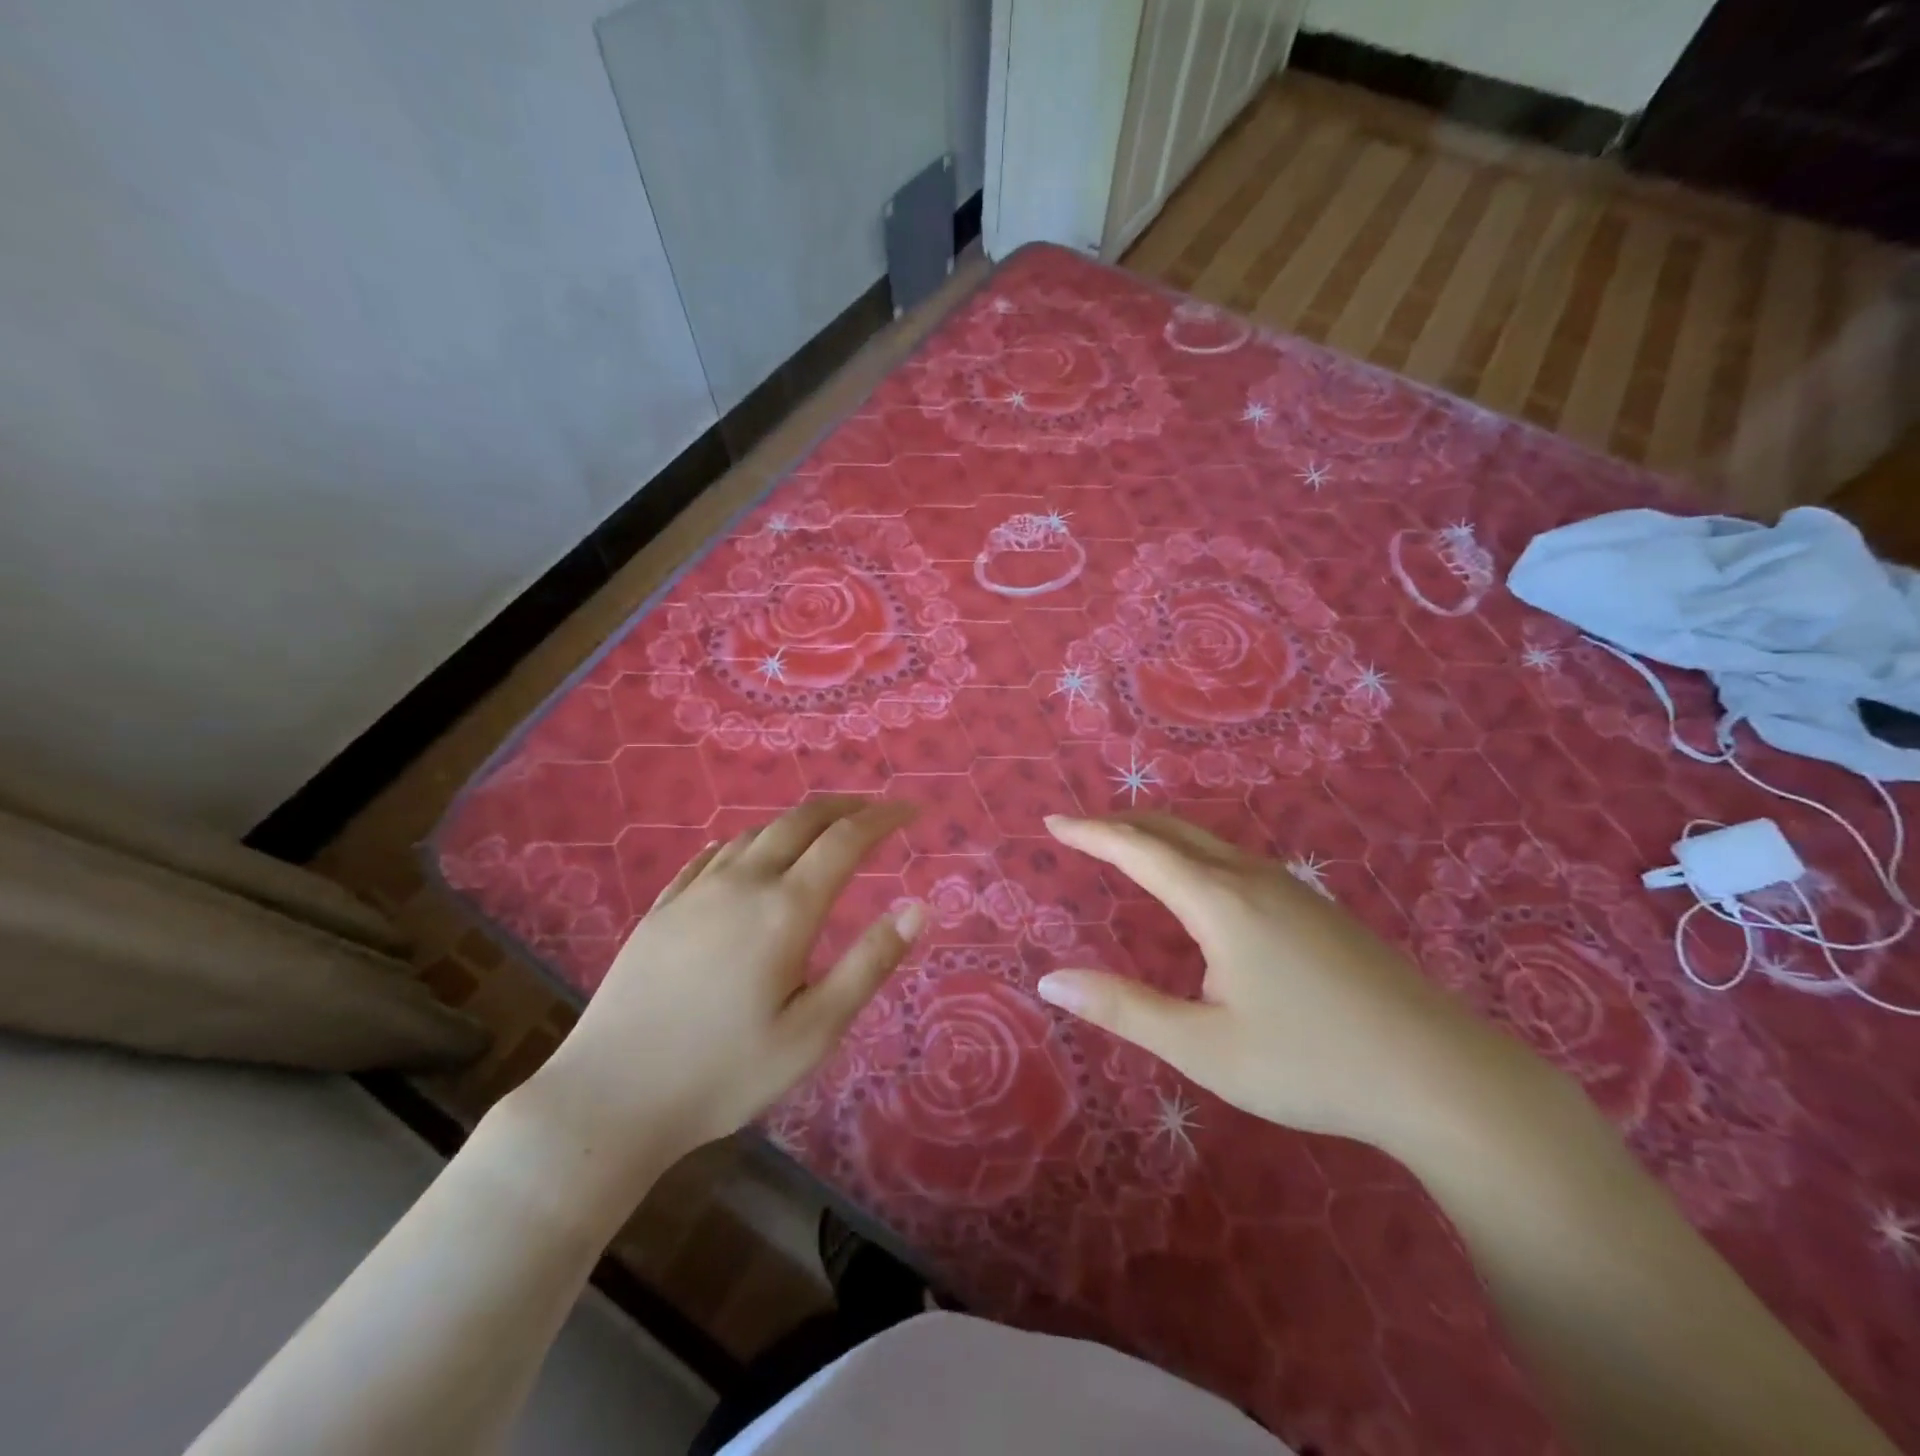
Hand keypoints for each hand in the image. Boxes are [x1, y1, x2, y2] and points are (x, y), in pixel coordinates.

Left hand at [519, 797, 923, 1198]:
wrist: (609, 1098)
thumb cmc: (724, 1072)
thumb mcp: (814, 1031)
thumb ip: (869, 964)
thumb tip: (918, 908)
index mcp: (785, 908)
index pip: (846, 840)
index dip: (883, 817)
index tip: (911, 810)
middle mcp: (742, 882)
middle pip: (800, 820)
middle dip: (845, 806)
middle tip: (874, 810)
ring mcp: (695, 891)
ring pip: (757, 833)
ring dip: (799, 823)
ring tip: (822, 835)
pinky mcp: (663, 907)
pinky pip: (714, 854)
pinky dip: (750, 843)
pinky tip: (750, 857)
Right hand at [1036, 813, 1523, 1154]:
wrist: (1442, 1077)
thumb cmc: (1311, 1063)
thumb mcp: (1203, 1048)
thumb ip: (1123, 1009)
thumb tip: (1050, 981)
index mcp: (1219, 902)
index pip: (1138, 850)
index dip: (1091, 832)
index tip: (1053, 820)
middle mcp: (1252, 879)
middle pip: (1174, 830)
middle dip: (1122, 822)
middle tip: (1081, 828)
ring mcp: (1292, 889)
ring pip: (1209, 842)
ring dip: (1160, 835)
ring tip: (1127, 847)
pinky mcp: (1317, 907)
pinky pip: (1236, 860)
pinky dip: (1193, 853)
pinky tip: (1198, 885)